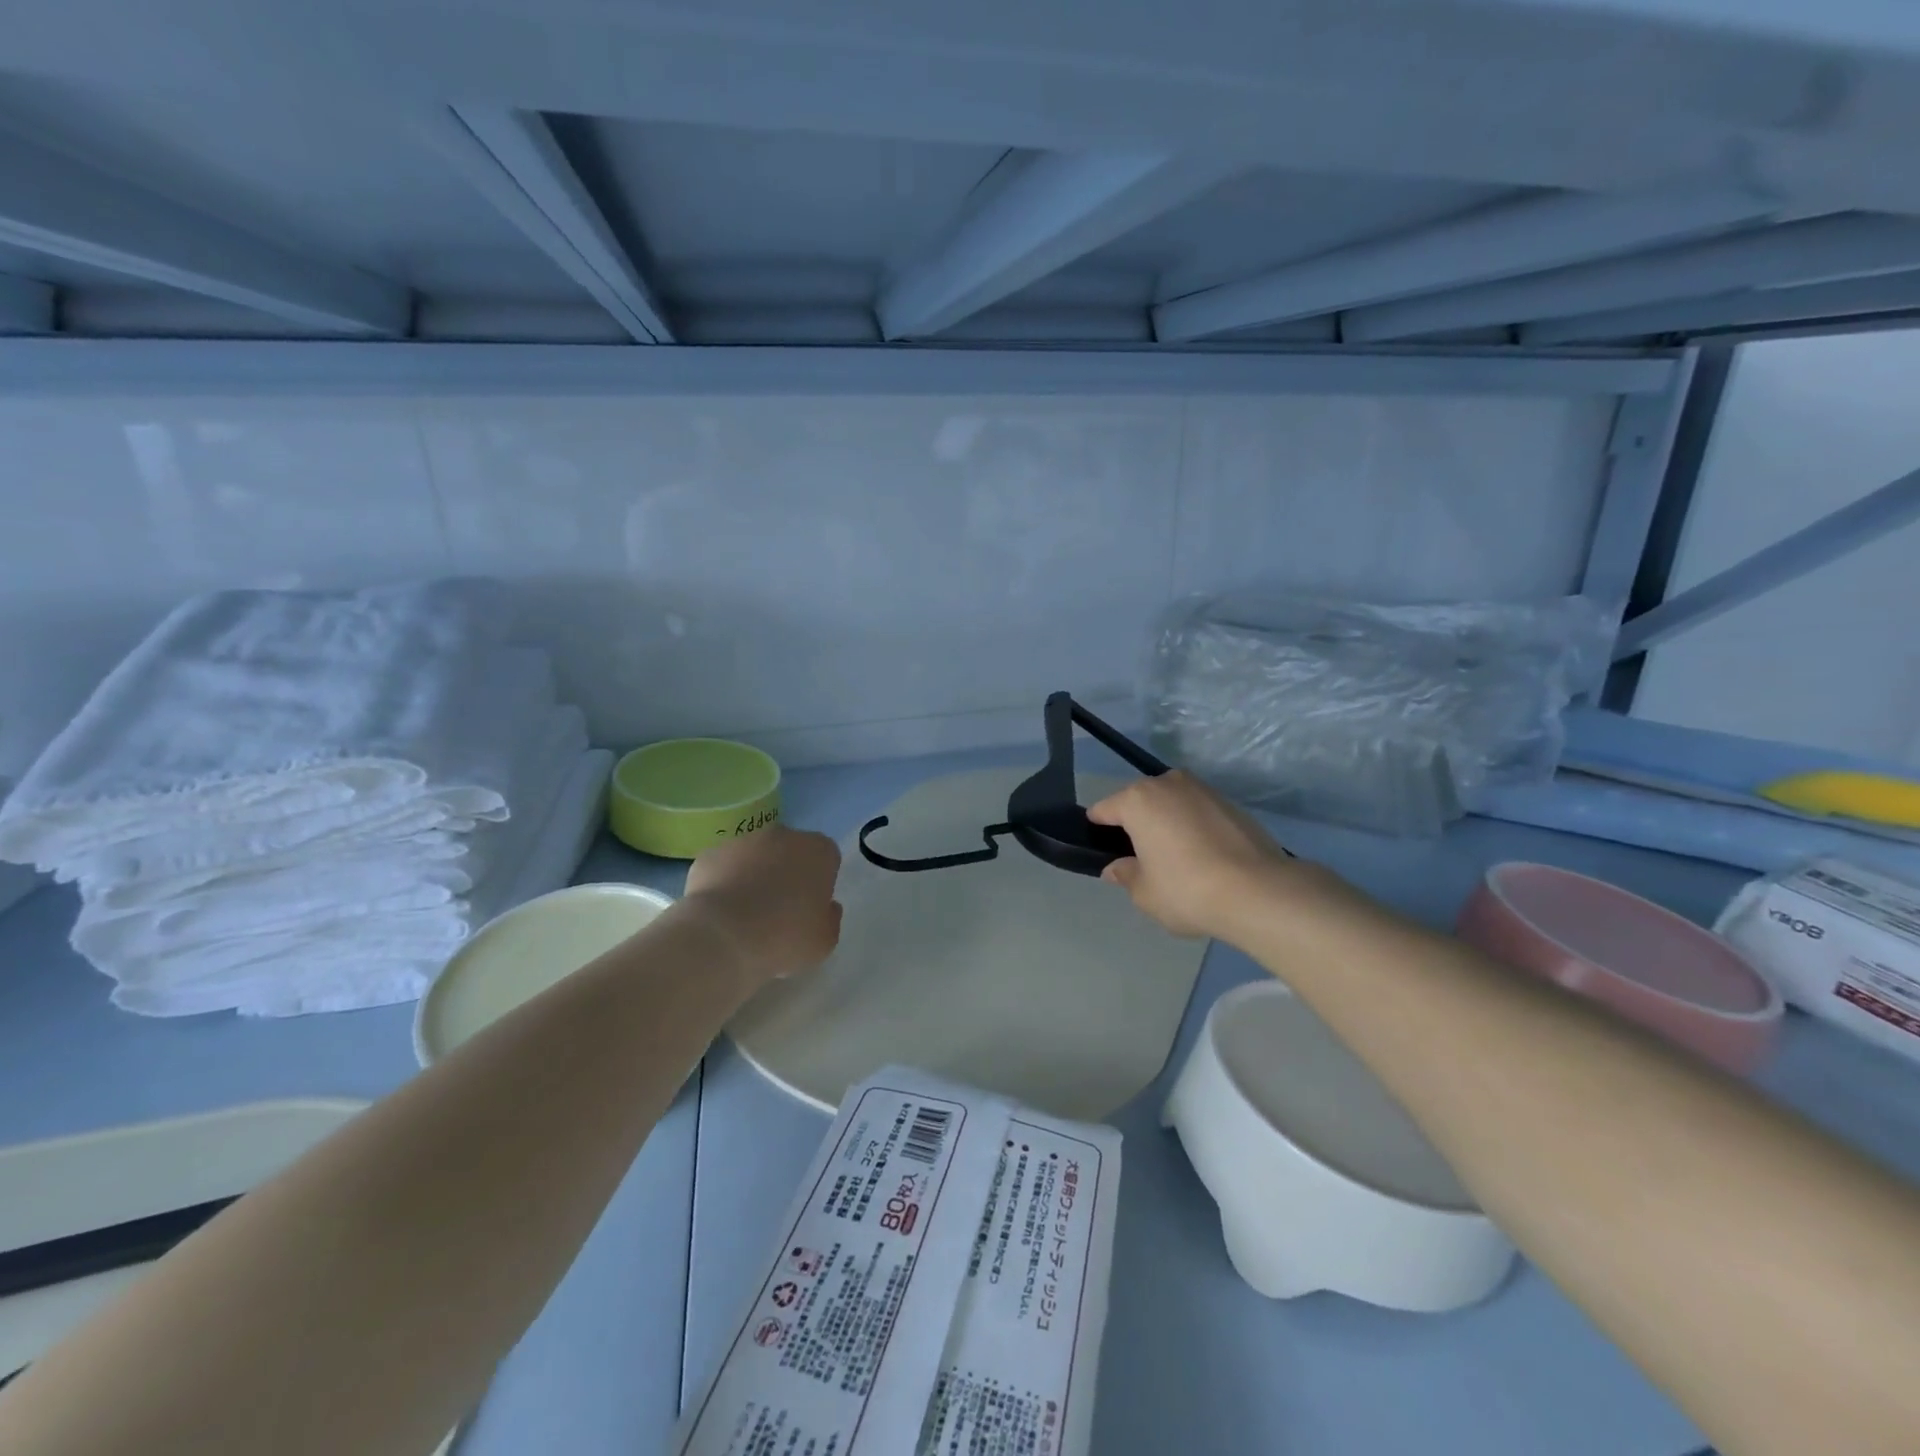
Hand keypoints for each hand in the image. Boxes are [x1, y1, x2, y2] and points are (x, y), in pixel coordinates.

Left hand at [681, 825, 843, 987]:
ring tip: (745, 916)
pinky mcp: (710, 854)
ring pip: (755, 856)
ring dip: (754, 876)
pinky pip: (724, 867)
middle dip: (787, 873)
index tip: (811, 908)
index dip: (820, 883)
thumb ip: (830, 918)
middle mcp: (783, 836)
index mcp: (818, 850)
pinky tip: (720, 913)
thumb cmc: (785, 937)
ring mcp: (743, 841)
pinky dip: (724, 883)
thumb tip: (825, 907)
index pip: (827, 858)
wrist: (723, 937)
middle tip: (780, 911)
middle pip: (790, 851)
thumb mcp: (825, 940)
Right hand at [1088, 772, 1333, 941]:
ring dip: (1167, 824)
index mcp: (1138, 800)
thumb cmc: (1186, 889)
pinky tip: (1202, 858)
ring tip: (1175, 859)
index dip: (1098, 830)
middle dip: (1136, 825)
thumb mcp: (1144, 893)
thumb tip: (1117, 868)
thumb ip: (1126, 875)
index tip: (1102, 851)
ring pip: (1171, 804)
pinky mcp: (1230, 803)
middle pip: (1140, 802)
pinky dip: (1194, 828)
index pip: (1104, 810)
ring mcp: (1202, 789)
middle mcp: (1168, 783)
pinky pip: (1198, 812)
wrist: (1258, 891)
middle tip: (1141, 859)